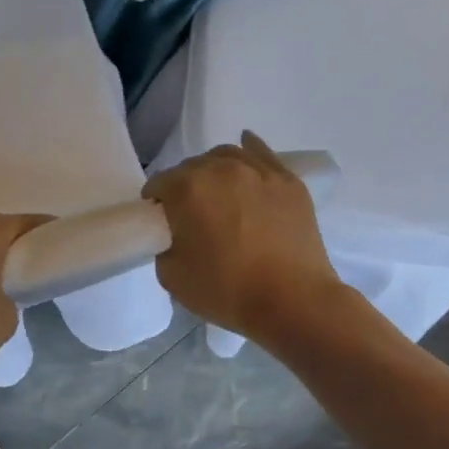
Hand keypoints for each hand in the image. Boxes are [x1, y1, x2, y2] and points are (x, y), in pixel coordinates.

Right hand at [143, 132, 341, 342]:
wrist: (292, 301)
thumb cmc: (226, 290)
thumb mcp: (171, 275)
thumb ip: (164, 244)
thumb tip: (176, 234)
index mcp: (187, 188)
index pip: (159, 185)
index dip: (156, 205)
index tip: (162, 224)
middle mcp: (221, 169)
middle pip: (191, 168)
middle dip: (185, 188)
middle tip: (191, 217)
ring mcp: (259, 171)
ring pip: (225, 157)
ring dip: (214, 171)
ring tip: (218, 194)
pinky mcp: (288, 181)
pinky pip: (262, 153)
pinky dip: (249, 149)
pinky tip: (245, 147)